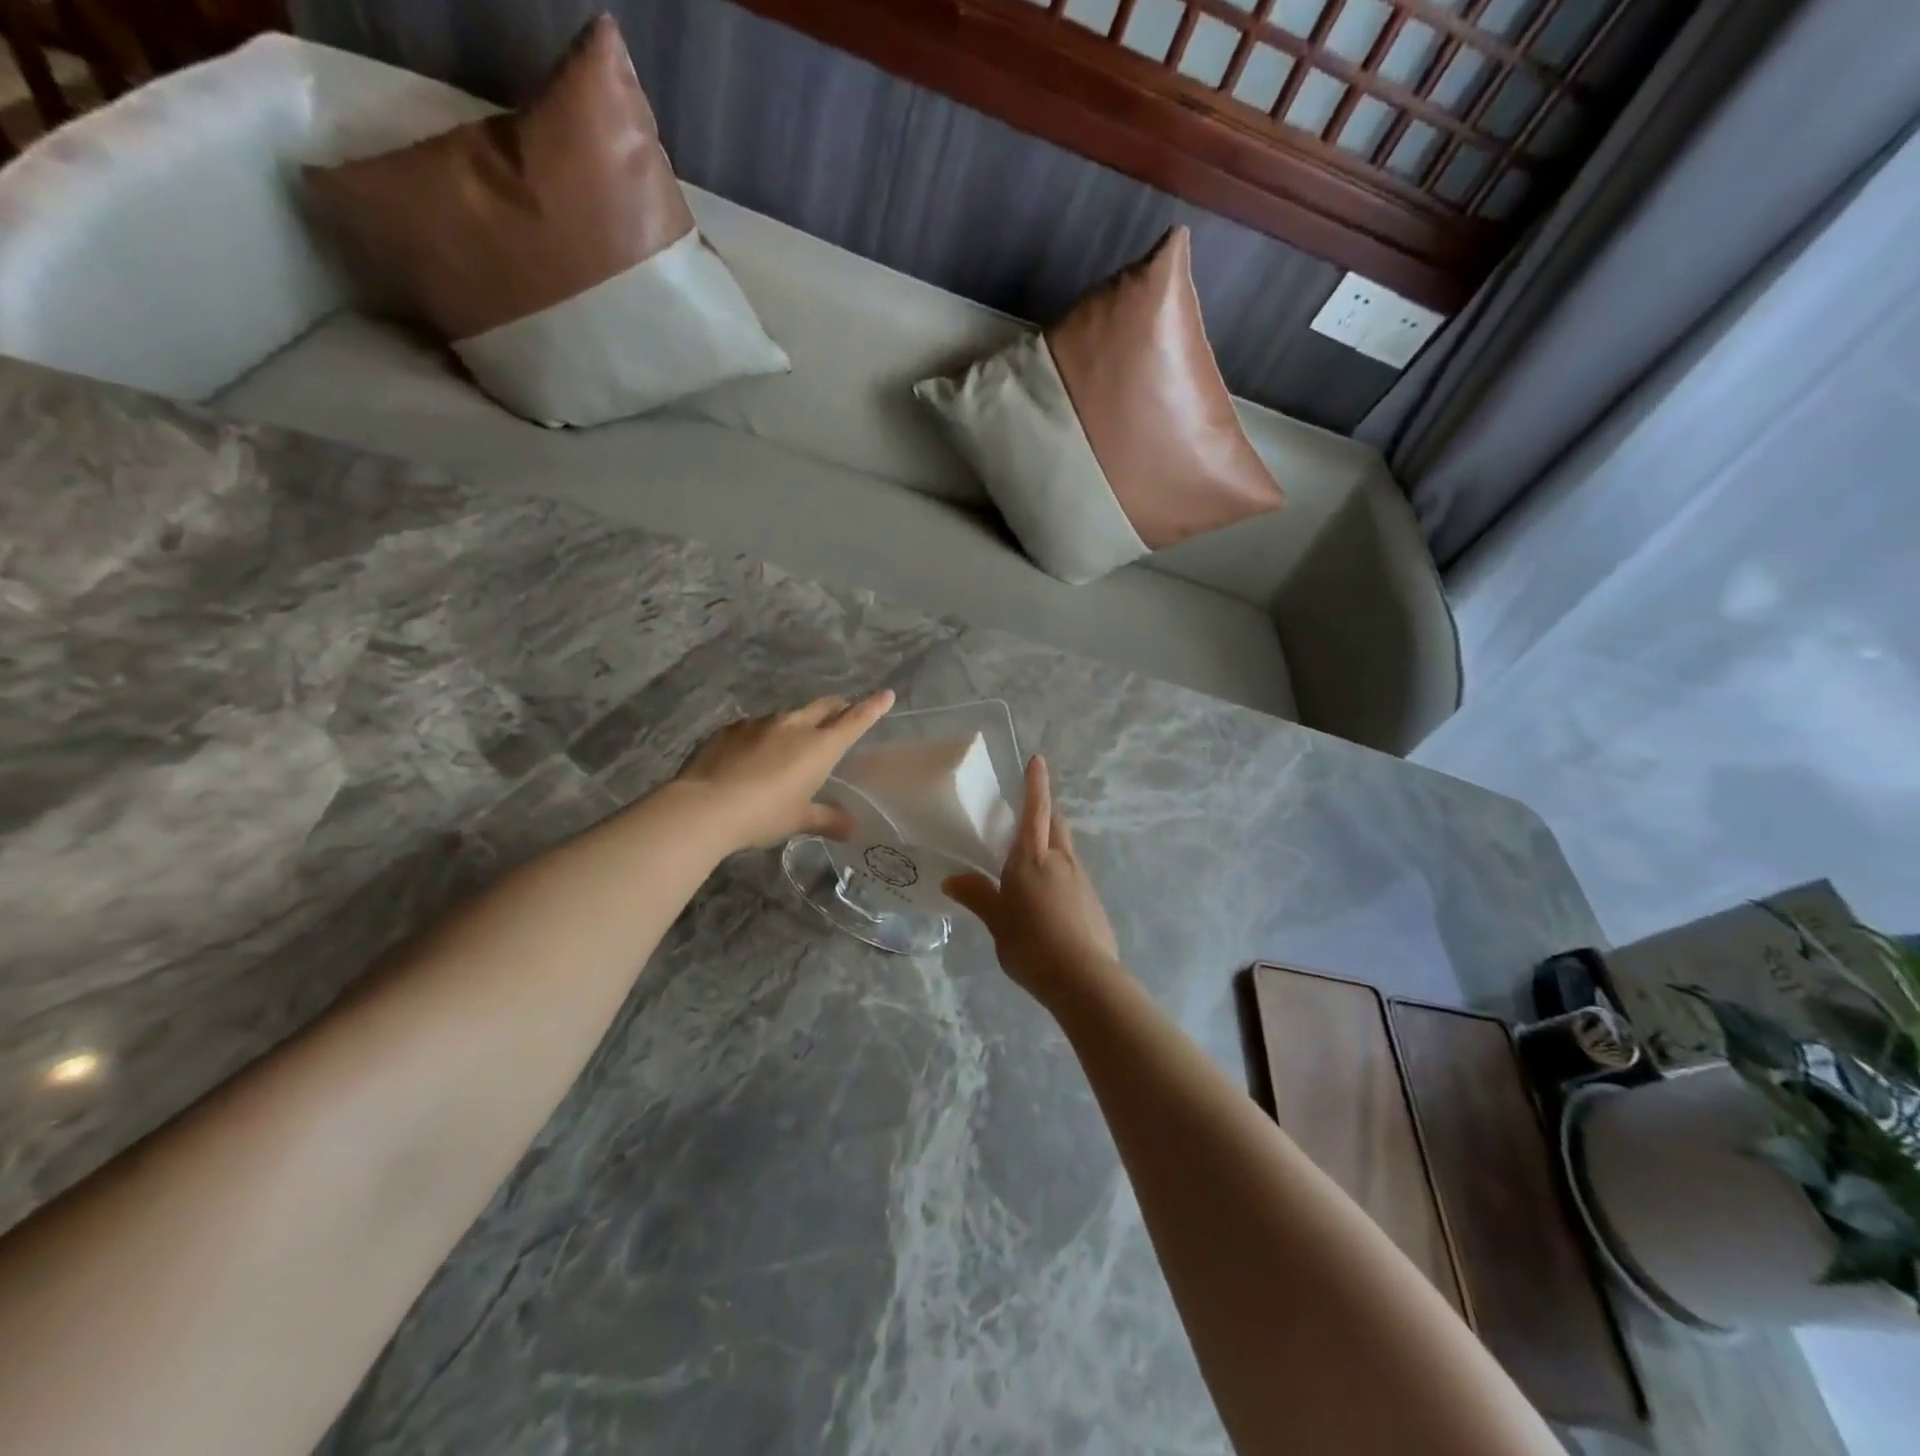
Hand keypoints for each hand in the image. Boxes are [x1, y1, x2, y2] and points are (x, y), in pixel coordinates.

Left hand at [675, 690, 894, 851]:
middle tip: (841, 715)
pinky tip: (751, 757)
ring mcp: (760, 723)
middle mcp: (794, 725)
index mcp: (819, 746)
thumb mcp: (798, 820)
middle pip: (823, 707)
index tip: (886, 694)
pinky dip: (762, 737)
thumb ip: (827, 819)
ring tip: (788, 748)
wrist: (704, 806)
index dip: (872, 707)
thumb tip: (851, 828)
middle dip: (836, 708)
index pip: (854, 720)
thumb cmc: (763, 814)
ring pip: (788, 716)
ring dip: (796, 726)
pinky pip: (755, 727)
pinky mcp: (730, 729)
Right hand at [943, 755, 1121, 1004]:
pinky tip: (1049, 899)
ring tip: (1033, 860)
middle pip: (1055, 823)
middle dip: (1045, 811)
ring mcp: (1081, 879)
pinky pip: (1073, 874)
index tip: (1038, 760)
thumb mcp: (997, 922)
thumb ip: (978, 896)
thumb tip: (952, 879)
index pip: (1035, 810)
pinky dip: (1060, 872)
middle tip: (1029, 812)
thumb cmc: (1032, 944)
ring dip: (1052, 843)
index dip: (1035, 784)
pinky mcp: (1092, 900)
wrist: (1084, 978)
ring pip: (1066, 848)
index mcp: (1032, 858)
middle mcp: (1060, 860)